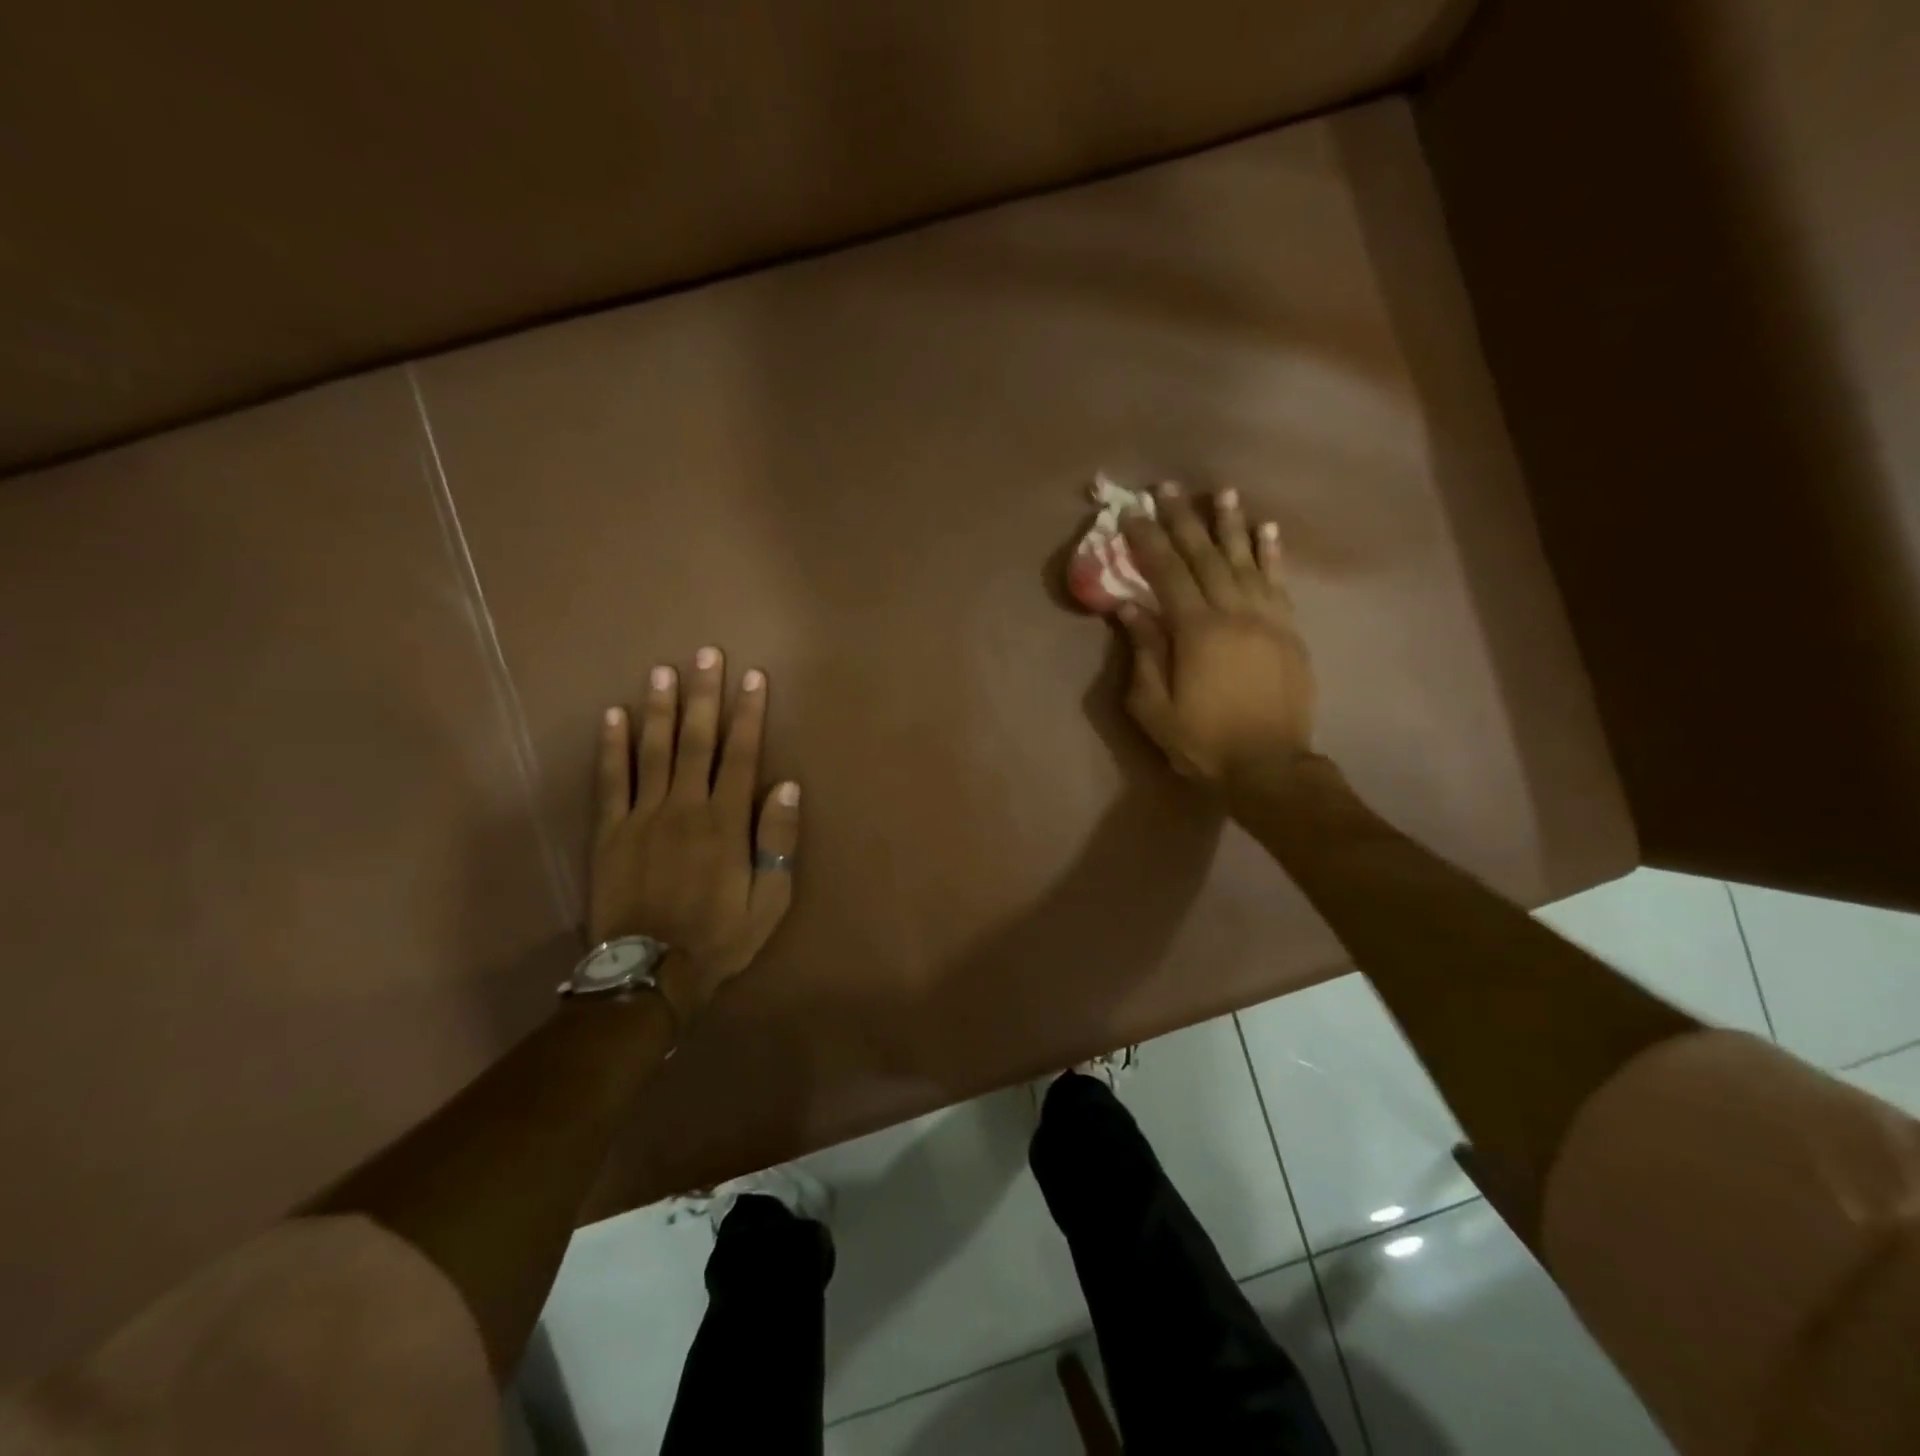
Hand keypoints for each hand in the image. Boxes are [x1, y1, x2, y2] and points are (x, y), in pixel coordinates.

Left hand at [588, 647, 800, 1021]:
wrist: (651, 973)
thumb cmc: (720, 936)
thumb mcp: (770, 898)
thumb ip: (778, 839)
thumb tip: (785, 784)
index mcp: (726, 821)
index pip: (741, 754)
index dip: (749, 713)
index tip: (753, 677)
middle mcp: (685, 806)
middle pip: (696, 740)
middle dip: (704, 694)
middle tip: (706, 653)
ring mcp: (643, 816)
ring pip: (653, 750)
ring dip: (659, 707)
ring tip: (662, 670)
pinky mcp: (610, 832)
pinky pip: (610, 781)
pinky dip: (611, 747)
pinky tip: (613, 716)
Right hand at [1116, 483, 1316, 786]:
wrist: (1269, 766)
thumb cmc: (1202, 741)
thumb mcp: (1153, 707)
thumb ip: (1143, 653)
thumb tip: (1129, 607)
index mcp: (1195, 631)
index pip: (1167, 573)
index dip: (1147, 540)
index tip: (1131, 513)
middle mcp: (1234, 612)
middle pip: (1205, 556)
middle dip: (1184, 519)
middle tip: (1168, 488)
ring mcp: (1267, 619)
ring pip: (1246, 560)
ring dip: (1231, 524)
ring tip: (1221, 491)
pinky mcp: (1289, 631)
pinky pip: (1279, 583)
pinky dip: (1272, 553)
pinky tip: (1266, 529)